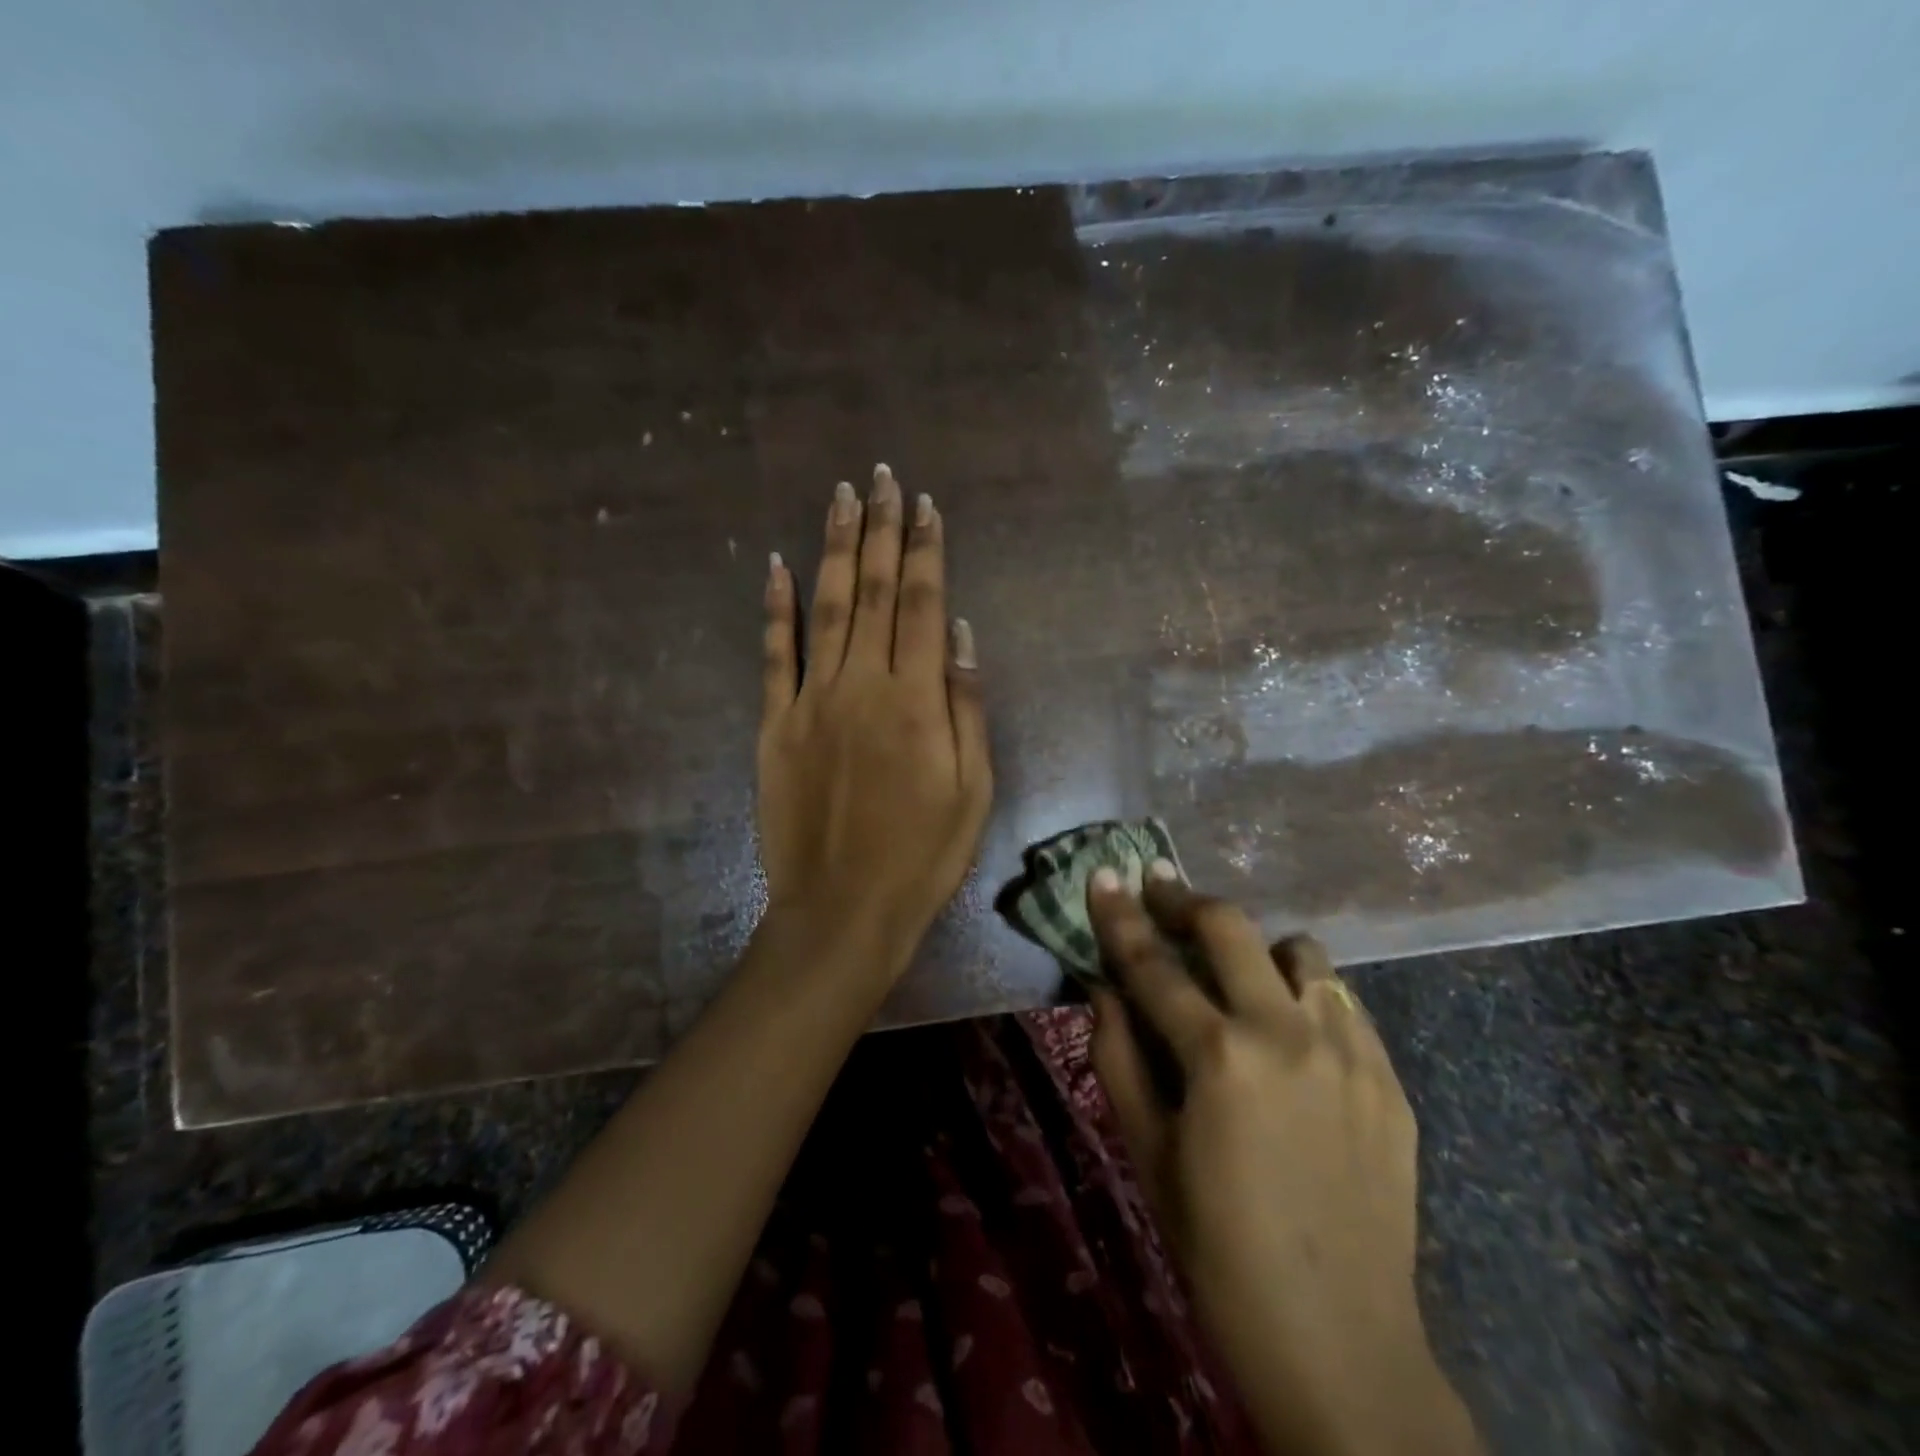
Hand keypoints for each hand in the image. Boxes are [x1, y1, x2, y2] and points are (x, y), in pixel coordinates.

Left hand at [758, 465, 992, 975]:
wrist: (843, 909)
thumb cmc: (923, 855)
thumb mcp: (974, 789)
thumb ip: (967, 706)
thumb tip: (964, 635)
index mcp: (916, 699)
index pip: (924, 605)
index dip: (926, 550)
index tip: (925, 505)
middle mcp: (862, 684)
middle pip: (875, 591)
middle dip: (880, 529)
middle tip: (880, 477)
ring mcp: (811, 701)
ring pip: (826, 607)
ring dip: (835, 548)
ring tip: (840, 497)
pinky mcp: (775, 725)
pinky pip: (774, 655)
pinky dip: (775, 608)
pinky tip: (776, 565)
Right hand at [1087, 868, 1478, 1455]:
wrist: (1339, 1340)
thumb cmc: (1217, 1248)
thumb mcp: (1147, 1152)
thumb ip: (1117, 1056)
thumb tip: (1102, 986)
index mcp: (1220, 1057)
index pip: (1153, 964)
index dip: (1120, 915)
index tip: (1104, 874)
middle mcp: (1288, 1033)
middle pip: (1231, 927)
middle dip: (1185, 899)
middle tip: (1159, 887)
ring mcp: (1349, 1050)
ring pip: (1301, 953)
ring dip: (1257, 950)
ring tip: (1238, 975)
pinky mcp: (1389, 1076)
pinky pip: (1343, 1002)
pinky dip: (1307, 996)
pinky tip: (1292, 1033)